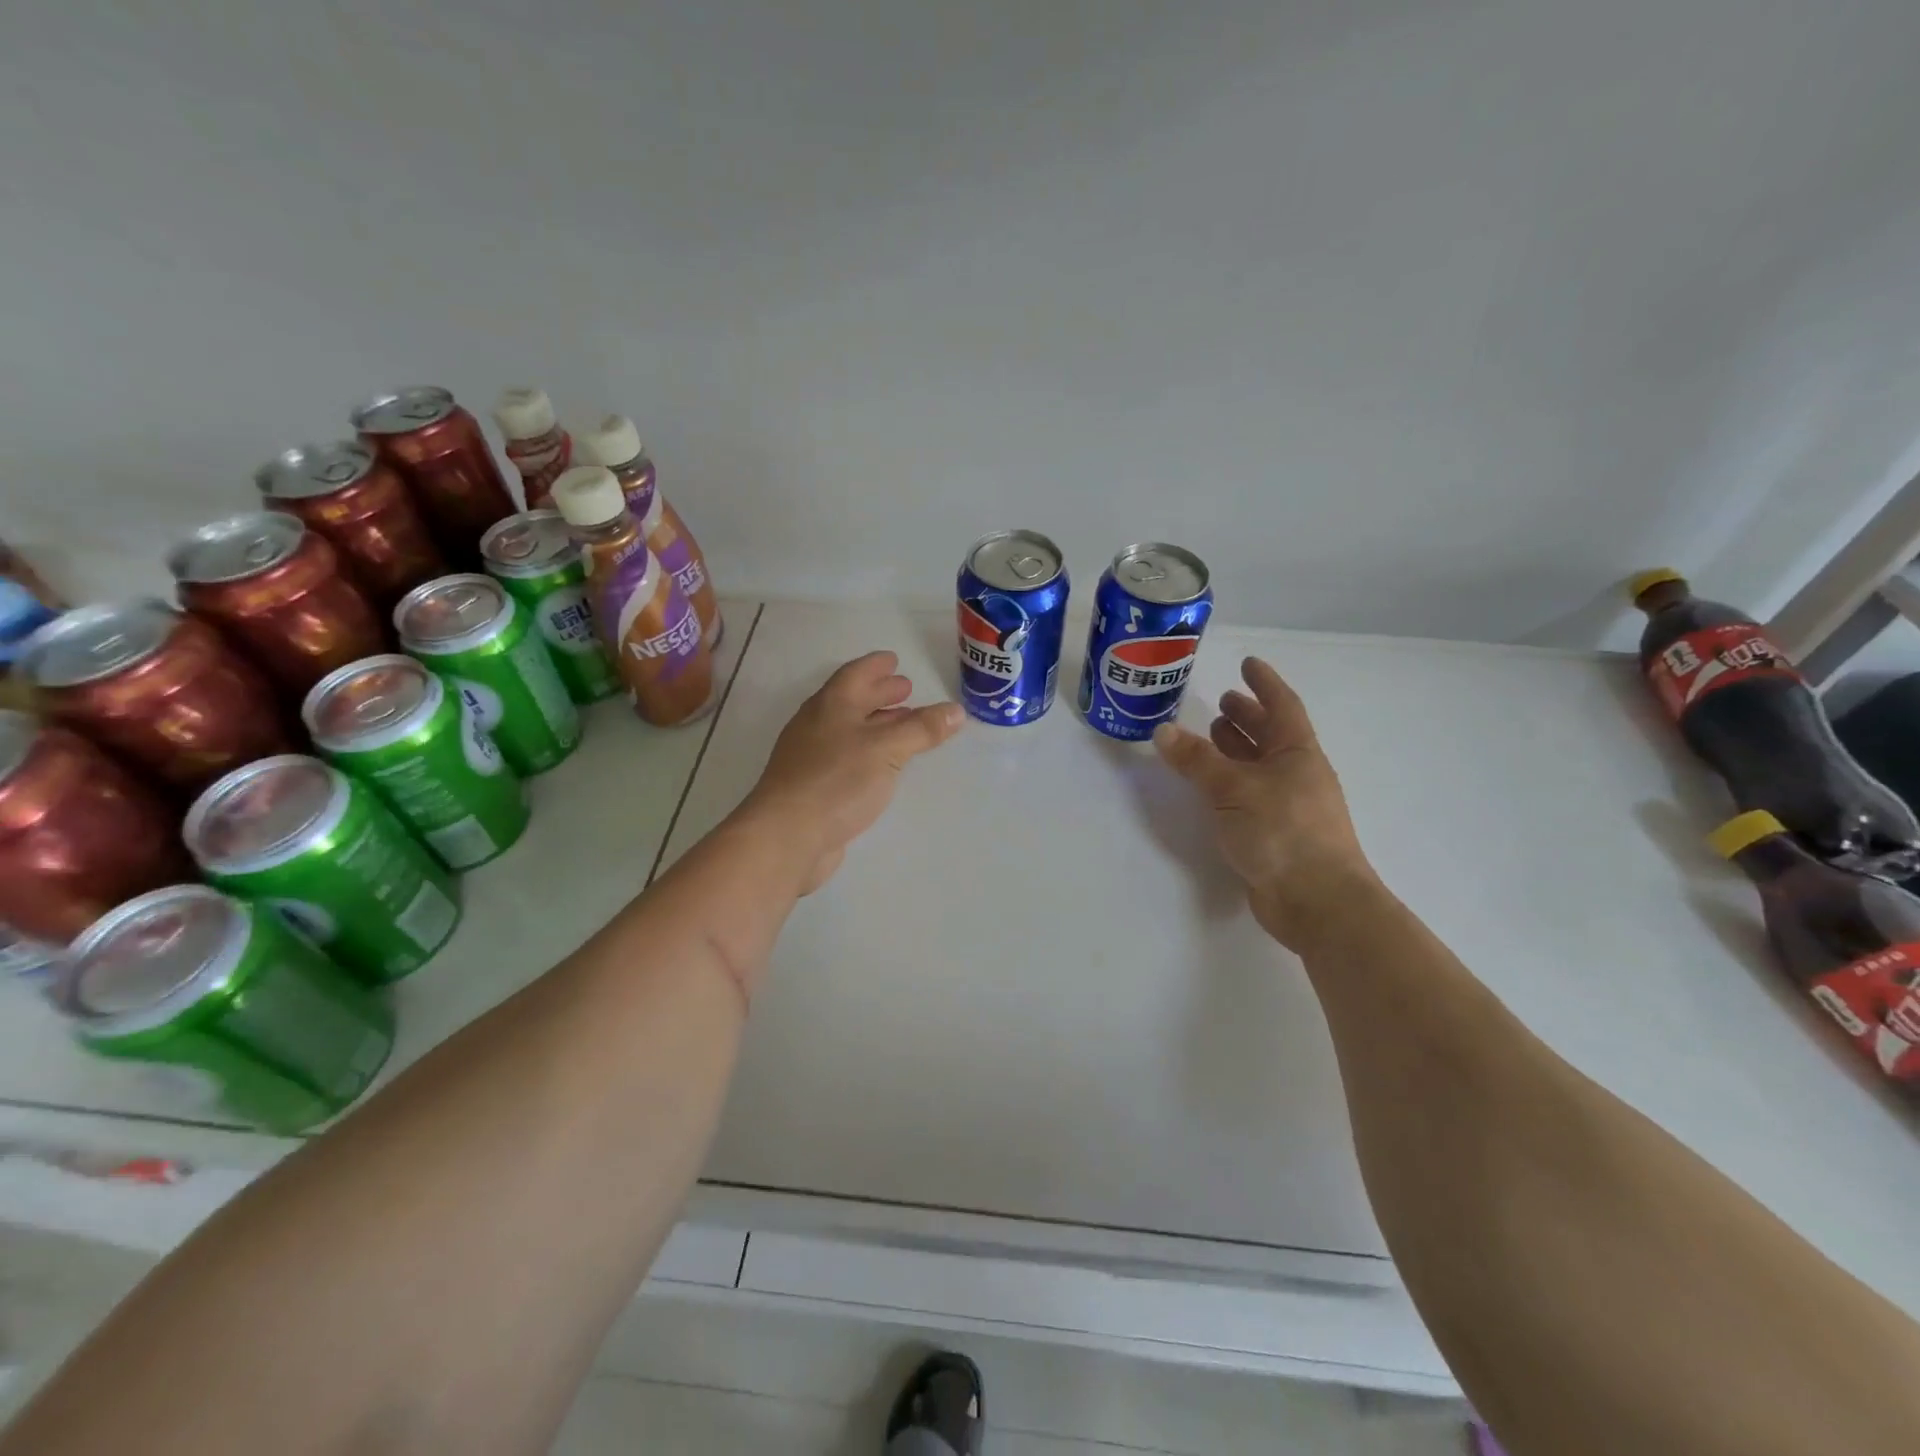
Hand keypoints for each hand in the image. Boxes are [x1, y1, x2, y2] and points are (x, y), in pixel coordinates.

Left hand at [744, 651, 963, 893]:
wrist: (787, 836)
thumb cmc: (837, 781)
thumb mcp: (887, 749)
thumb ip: (922, 729)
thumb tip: (956, 710)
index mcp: (831, 705)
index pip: (855, 675)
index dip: (875, 666)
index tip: (894, 660)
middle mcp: (817, 725)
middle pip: (850, 701)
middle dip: (879, 693)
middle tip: (906, 690)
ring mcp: (810, 757)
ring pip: (848, 730)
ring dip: (876, 723)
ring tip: (903, 725)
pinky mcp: (812, 787)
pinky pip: (845, 757)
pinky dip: (867, 752)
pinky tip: (882, 766)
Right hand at [1152, 657, 1378, 948]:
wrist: (1317, 901)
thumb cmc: (1283, 832)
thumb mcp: (1234, 789)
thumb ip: (1197, 760)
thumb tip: (1162, 731)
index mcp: (1298, 754)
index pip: (1282, 707)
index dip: (1264, 684)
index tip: (1248, 664)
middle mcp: (1296, 775)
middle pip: (1272, 736)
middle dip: (1248, 717)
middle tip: (1222, 702)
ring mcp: (1288, 806)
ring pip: (1259, 766)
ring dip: (1238, 748)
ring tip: (1212, 735)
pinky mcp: (1275, 834)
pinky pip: (1250, 795)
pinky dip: (1230, 782)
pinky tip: (1211, 786)